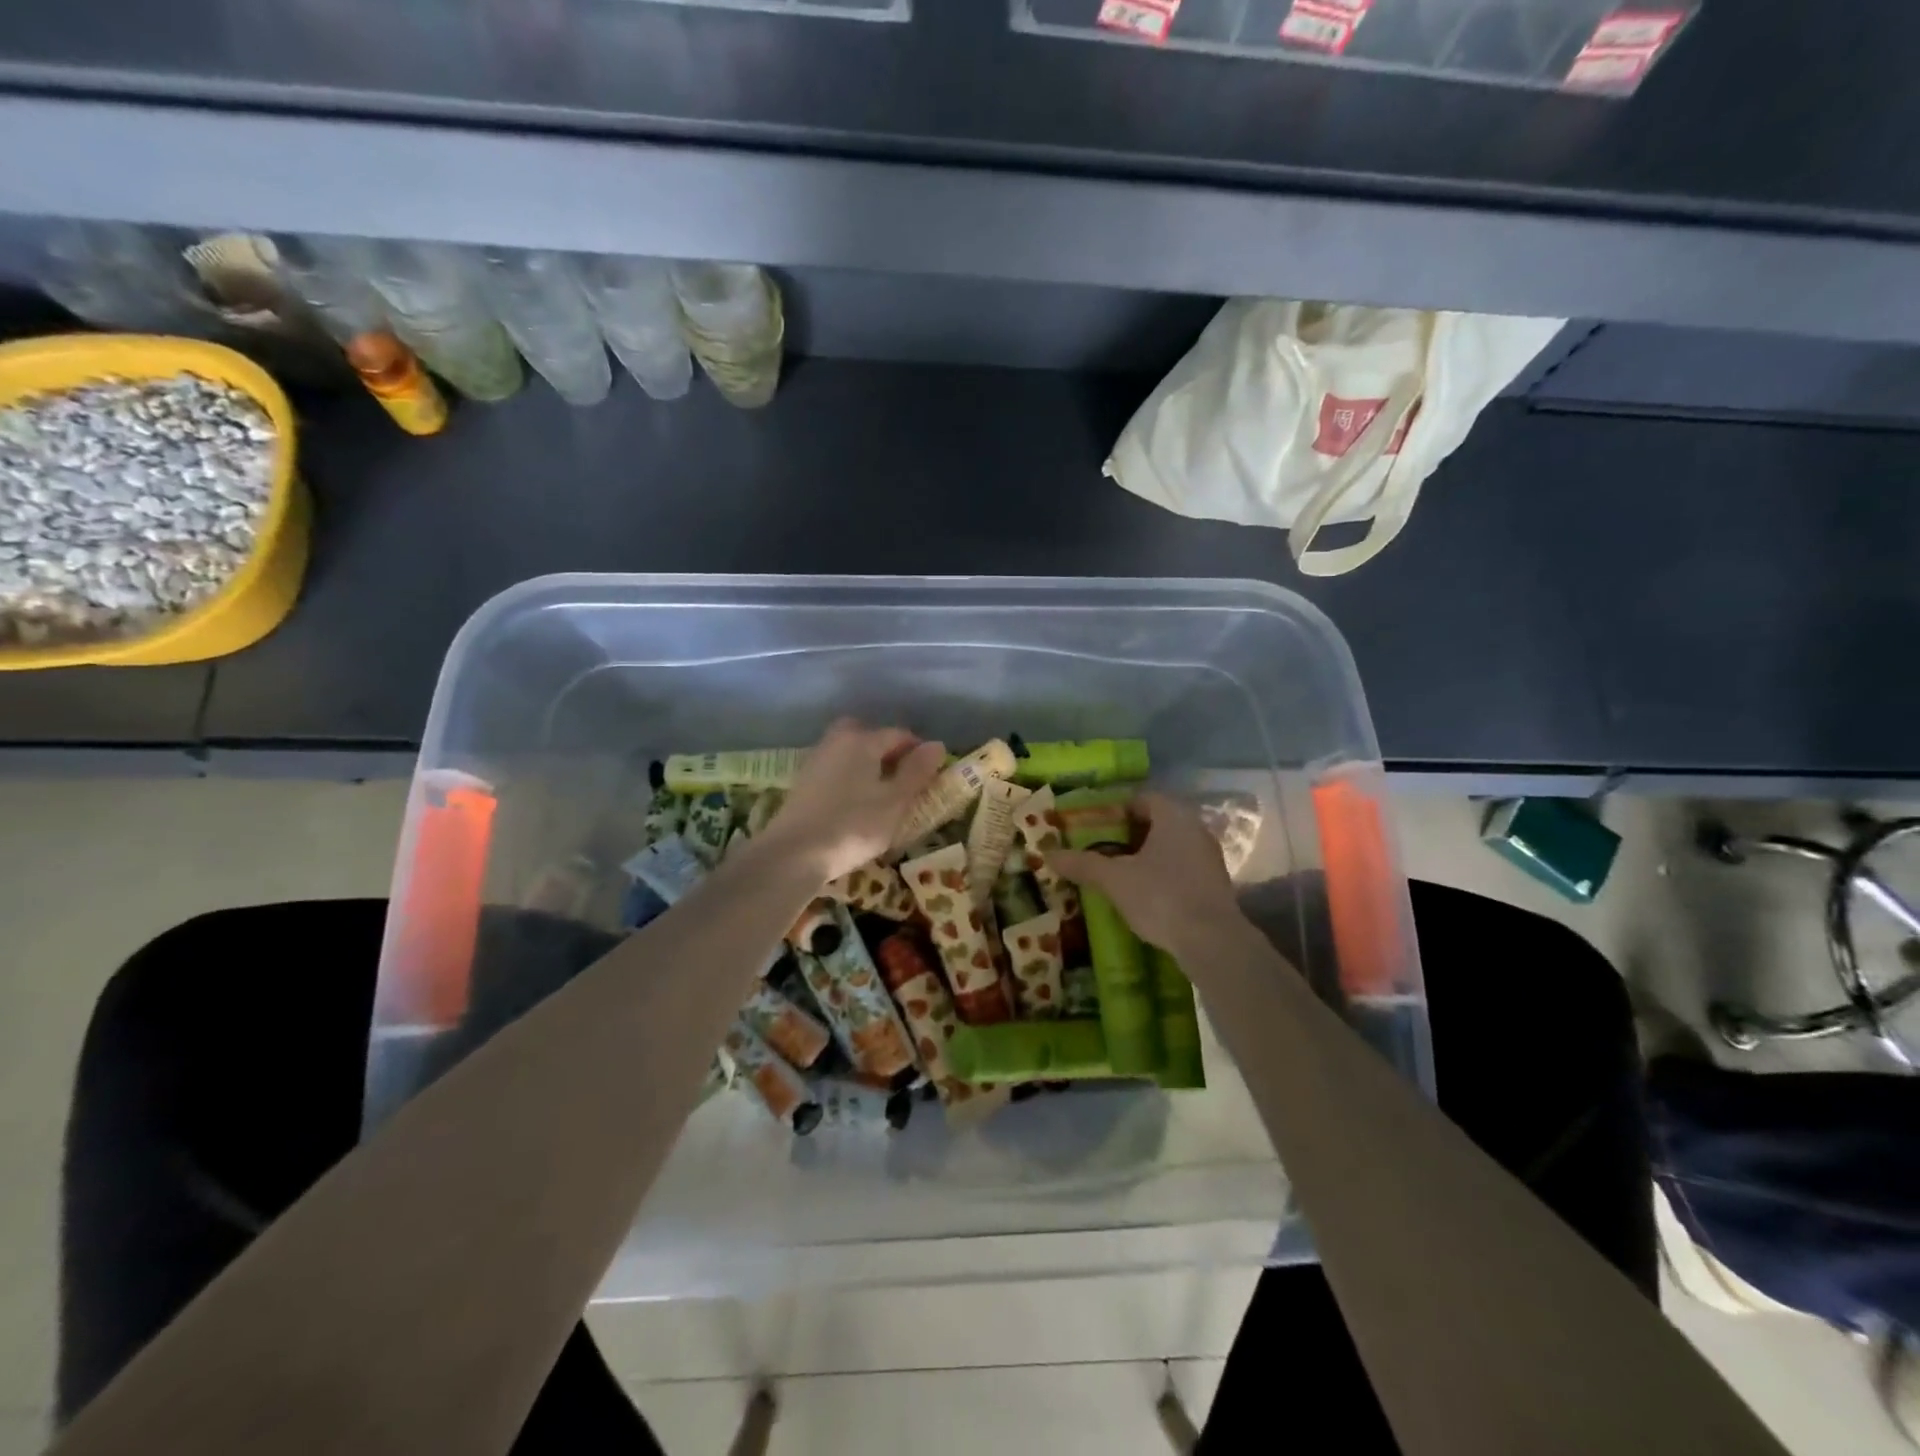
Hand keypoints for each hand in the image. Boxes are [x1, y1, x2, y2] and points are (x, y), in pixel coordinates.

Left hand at [755, 719, 944, 884]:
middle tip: (902, 777)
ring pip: (849, 751)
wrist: (794, 853)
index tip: (931, 773)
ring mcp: (816, 760)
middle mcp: (837, 741)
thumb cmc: (853, 825)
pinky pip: (835, 769)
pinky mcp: (803, 782)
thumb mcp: (895, 801)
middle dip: (887, 750)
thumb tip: (936, 745)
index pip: (899, 734)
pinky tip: (854, 803)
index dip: (919, 751)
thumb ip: (917, 772)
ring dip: (867, 764)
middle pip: (867, 735)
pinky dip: (849, 777)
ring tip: (881, 793)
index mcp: (863, 740)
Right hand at [1049, 791, 1243, 957]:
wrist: (1212, 941)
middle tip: (1101, 851)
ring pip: (1170, 848)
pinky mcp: (1215, 885)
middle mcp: (1196, 829)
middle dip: (1128, 836)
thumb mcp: (1114, 880)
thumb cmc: (1161, 896)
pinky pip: (1182, 869)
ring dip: (1145, 858)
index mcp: (1173, 816)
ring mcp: (1209, 858)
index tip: (1094, 828)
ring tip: (1118, 875)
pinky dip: (1162, 876)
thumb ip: (1083, 864)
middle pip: (1157, 823)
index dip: (1116, 811)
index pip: (1142, 799)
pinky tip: (1144, 895)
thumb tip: (1049, 854)